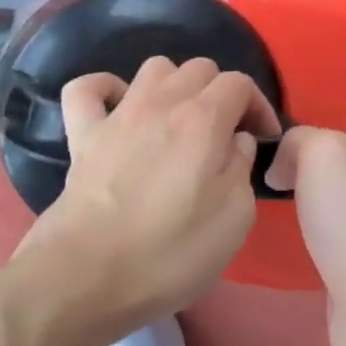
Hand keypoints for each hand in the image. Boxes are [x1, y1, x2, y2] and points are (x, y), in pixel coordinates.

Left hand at [18, 56, 280, 339]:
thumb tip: (235, 142)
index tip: (263, 139)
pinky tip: (118, 108)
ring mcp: (118, 115)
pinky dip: (106, 89)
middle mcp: (162, 102)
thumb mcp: (235, 218)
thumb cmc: (170, 253)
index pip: (240, 83)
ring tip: (179, 121)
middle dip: (220, 93)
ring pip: (154, 67)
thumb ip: (242, 167)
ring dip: (174, 85)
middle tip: (224, 134)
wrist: (86, 277)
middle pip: (200, 68)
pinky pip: (87, 88)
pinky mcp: (82, 135)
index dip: (258, 106)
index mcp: (204, 119)